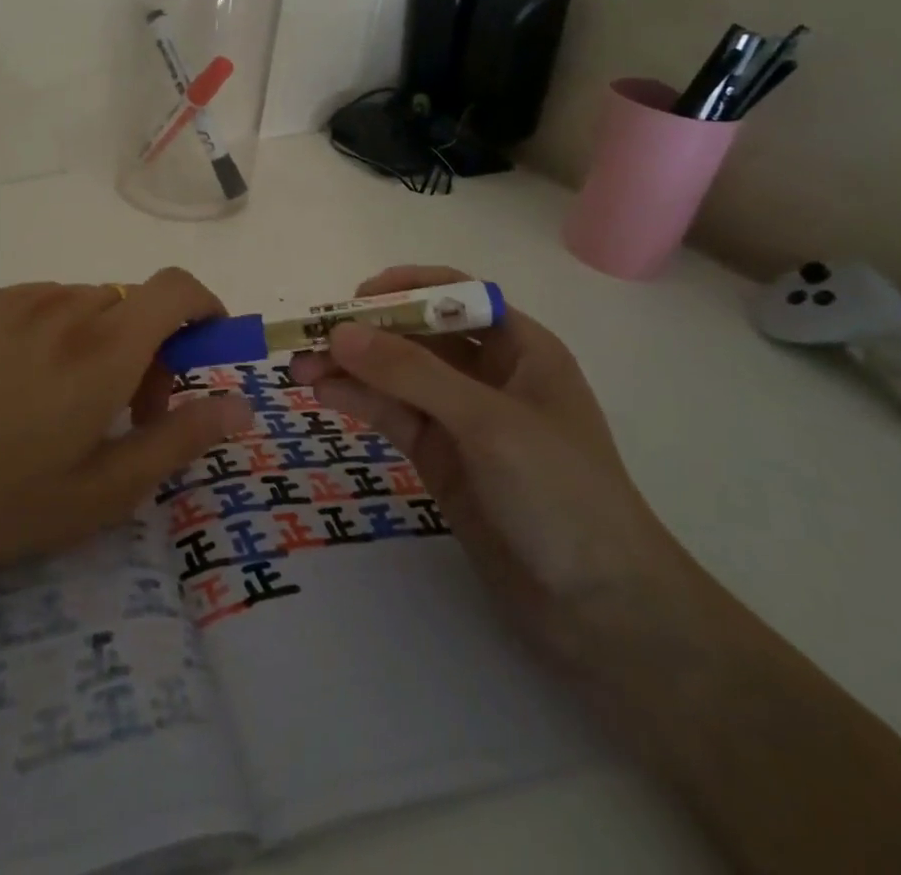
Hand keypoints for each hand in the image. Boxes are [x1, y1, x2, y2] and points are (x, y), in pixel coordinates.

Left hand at [0, 269, 251, 633]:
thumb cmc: (0, 505)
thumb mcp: (103, 492)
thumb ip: (180, 439)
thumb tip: (240, 405)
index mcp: (103, 350)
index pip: (176, 289)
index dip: (205, 308)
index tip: (205, 349)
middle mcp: (65, 307)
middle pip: (134, 303)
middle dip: (151, 347)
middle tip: (126, 411)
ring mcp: (16, 300)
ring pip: (89, 302)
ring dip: (102, 338)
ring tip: (67, 401)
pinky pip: (43, 302)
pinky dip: (57, 329)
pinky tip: (18, 384)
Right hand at [289, 265, 695, 663]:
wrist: (601, 612)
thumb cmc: (562, 494)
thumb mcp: (488, 423)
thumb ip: (412, 374)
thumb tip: (339, 332)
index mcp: (520, 348)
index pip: (456, 295)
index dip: (405, 288)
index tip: (354, 299)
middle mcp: (488, 374)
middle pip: (417, 335)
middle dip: (365, 333)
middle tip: (309, 339)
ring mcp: (461, 418)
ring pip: (397, 376)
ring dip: (351, 368)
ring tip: (299, 371)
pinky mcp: (440, 457)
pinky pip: (393, 415)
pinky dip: (359, 401)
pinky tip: (325, 395)